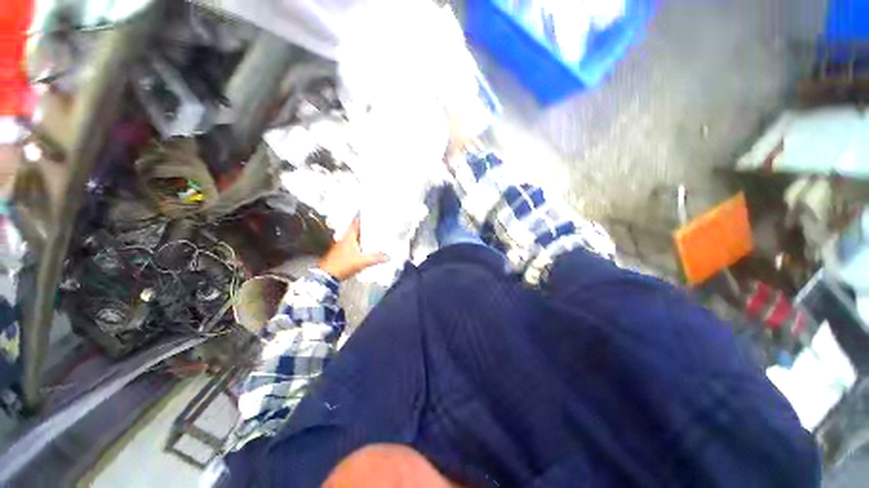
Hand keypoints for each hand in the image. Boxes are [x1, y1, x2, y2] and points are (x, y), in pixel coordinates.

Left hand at [317, 217, 387, 280]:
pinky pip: (350, 246)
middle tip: (371, 223)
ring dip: (359, 236)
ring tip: (369, 235)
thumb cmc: (343, 264)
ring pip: (352, 237)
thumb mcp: (362, 261)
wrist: (327, 276)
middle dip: (362, 226)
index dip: (360, 216)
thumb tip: (387, 257)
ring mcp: (340, 246)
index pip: (355, 223)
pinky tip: (362, 249)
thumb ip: (376, 258)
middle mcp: (344, 239)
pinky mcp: (339, 254)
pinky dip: (357, 245)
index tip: (365, 210)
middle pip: (354, 229)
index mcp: (349, 237)